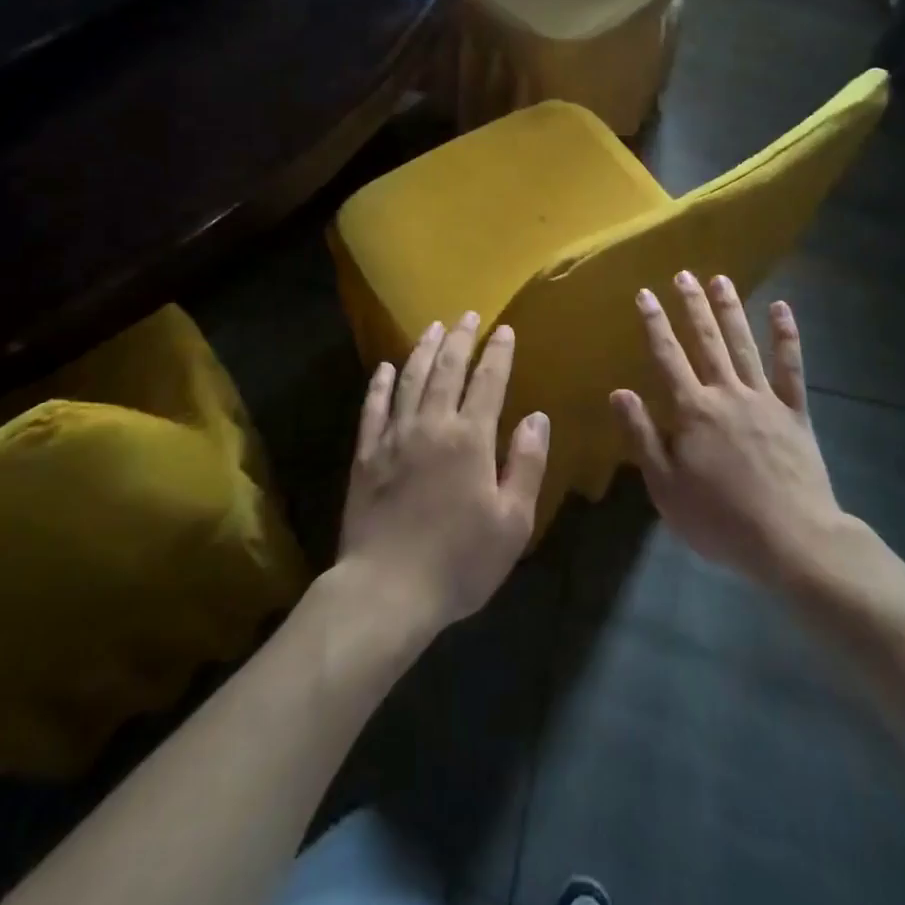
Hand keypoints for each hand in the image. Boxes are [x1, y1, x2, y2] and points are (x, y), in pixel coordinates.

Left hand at [338, 313, 549, 637]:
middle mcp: (432, 425)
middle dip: (460, 339)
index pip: (488, 382)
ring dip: (422, 349)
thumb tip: (537, 417)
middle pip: (447, 369)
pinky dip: (380, 384)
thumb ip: (527, 464)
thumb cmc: (459, 561)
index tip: (504, 329)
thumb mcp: (512, 521)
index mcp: (470, 438)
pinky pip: (373, 408)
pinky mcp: (366, 454)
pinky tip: (385, 368)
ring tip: (432, 326)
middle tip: (467, 314)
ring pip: (410, 379)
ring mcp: (394, 437)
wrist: (387, 590)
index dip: (498, 353)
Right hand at [610, 271, 845, 593]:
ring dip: (731, 310)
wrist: (791, 540)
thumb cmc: (720, 519)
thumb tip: (618, 392)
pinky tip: (782, 309)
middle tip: (684, 274)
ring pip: (743, 344)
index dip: (655, 324)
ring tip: (720, 279)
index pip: (668, 357)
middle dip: (692, 306)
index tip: (645, 294)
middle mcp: (726, 393)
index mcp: (693, 411)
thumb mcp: (666, 487)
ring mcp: (764, 399)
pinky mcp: (795, 412)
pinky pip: (791, 368)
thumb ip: (642, 436)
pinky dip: (786, 337)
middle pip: (707, 341)